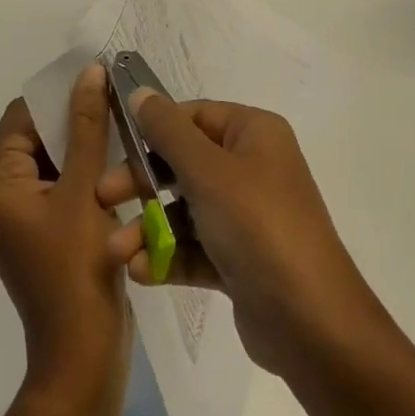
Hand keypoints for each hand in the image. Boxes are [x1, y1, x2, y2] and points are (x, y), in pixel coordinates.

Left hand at [0, 66, 128, 397]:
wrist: (83, 354)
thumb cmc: (76, 268)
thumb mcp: (83, 189)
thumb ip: (87, 126)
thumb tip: (90, 72)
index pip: (22, 117)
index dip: (58, 95)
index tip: (98, 79)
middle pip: (36, 136)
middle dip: (74, 118)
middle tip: (117, 100)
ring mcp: (20, 214)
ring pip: (52, 158)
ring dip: (84, 143)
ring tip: (123, 124)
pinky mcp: (41, 229)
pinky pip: (60, 183)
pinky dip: (85, 169)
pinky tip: (118, 160)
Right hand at [97, 94, 387, 376]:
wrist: (311, 324)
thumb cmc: (258, 227)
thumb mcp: (208, 172)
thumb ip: (168, 132)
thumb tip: (140, 91)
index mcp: (253, 133)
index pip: (194, 116)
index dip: (153, 129)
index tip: (114, 145)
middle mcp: (252, 167)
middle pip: (184, 163)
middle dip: (142, 183)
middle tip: (103, 198)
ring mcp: (247, 216)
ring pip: (185, 209)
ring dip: (149, 228)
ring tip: (116, 251)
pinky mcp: (240, 259)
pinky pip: (195, 247)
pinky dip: (167, 256)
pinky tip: (139, 272)